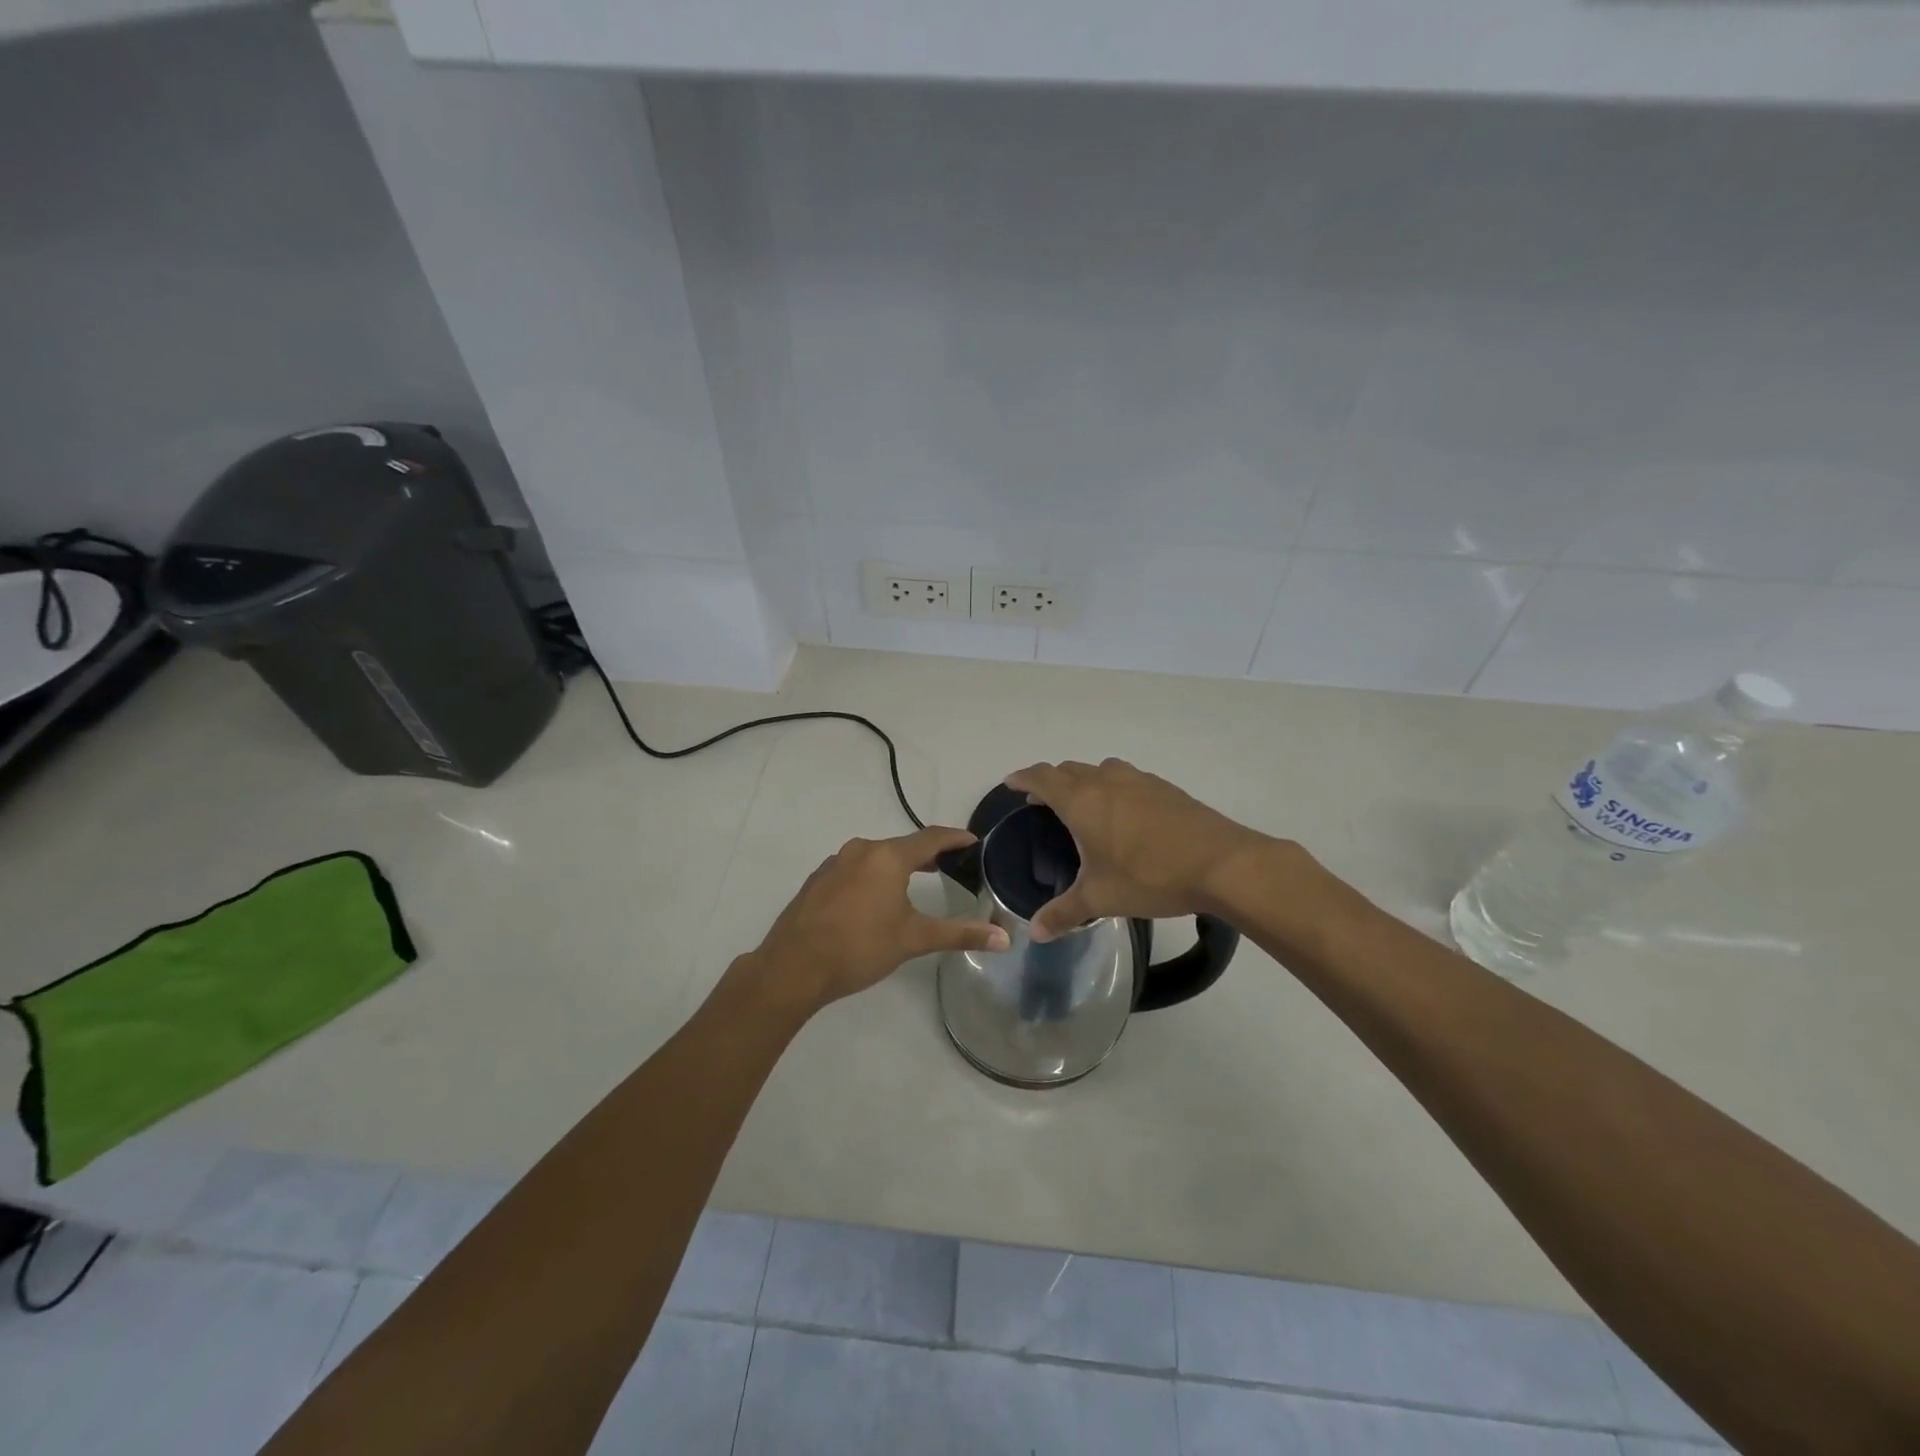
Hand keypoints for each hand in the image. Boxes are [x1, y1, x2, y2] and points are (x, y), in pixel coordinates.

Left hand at [745, 826, 1010, 1010]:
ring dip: (898, 865)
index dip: (954, 838)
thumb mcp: (914, 939)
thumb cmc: (859, 948)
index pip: (930, 838)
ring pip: (876, 856)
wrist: (793, 967)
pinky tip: (875, 899)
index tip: (973, 841)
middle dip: (927, 854)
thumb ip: (960, 934)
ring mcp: (834, 863)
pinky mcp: (818, 880)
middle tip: (950, 865)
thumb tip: (1004, 939)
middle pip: (902, 845)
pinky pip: (855, 868)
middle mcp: (860, 850)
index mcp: (887, 856)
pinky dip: (873, 875)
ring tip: (917, 880)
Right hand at [1005, 759, 1275, 940]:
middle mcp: (1106, 781)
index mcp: (1082, 801)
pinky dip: (1113, 788)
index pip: (1042, 777)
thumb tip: (1035, 933)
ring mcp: (1139, 780)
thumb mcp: (1101, 898)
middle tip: (1041, 802)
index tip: (1011, 783)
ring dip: (1084, 780)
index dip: (1023, 778)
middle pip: (1069, 769)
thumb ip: (1064, 913)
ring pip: (1100, 769)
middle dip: (1050, 781)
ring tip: (1083, 805)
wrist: (1222, 863)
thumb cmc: (1150, 876)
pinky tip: (1124, 815)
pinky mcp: (1166, 788)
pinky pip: (1127, 779)